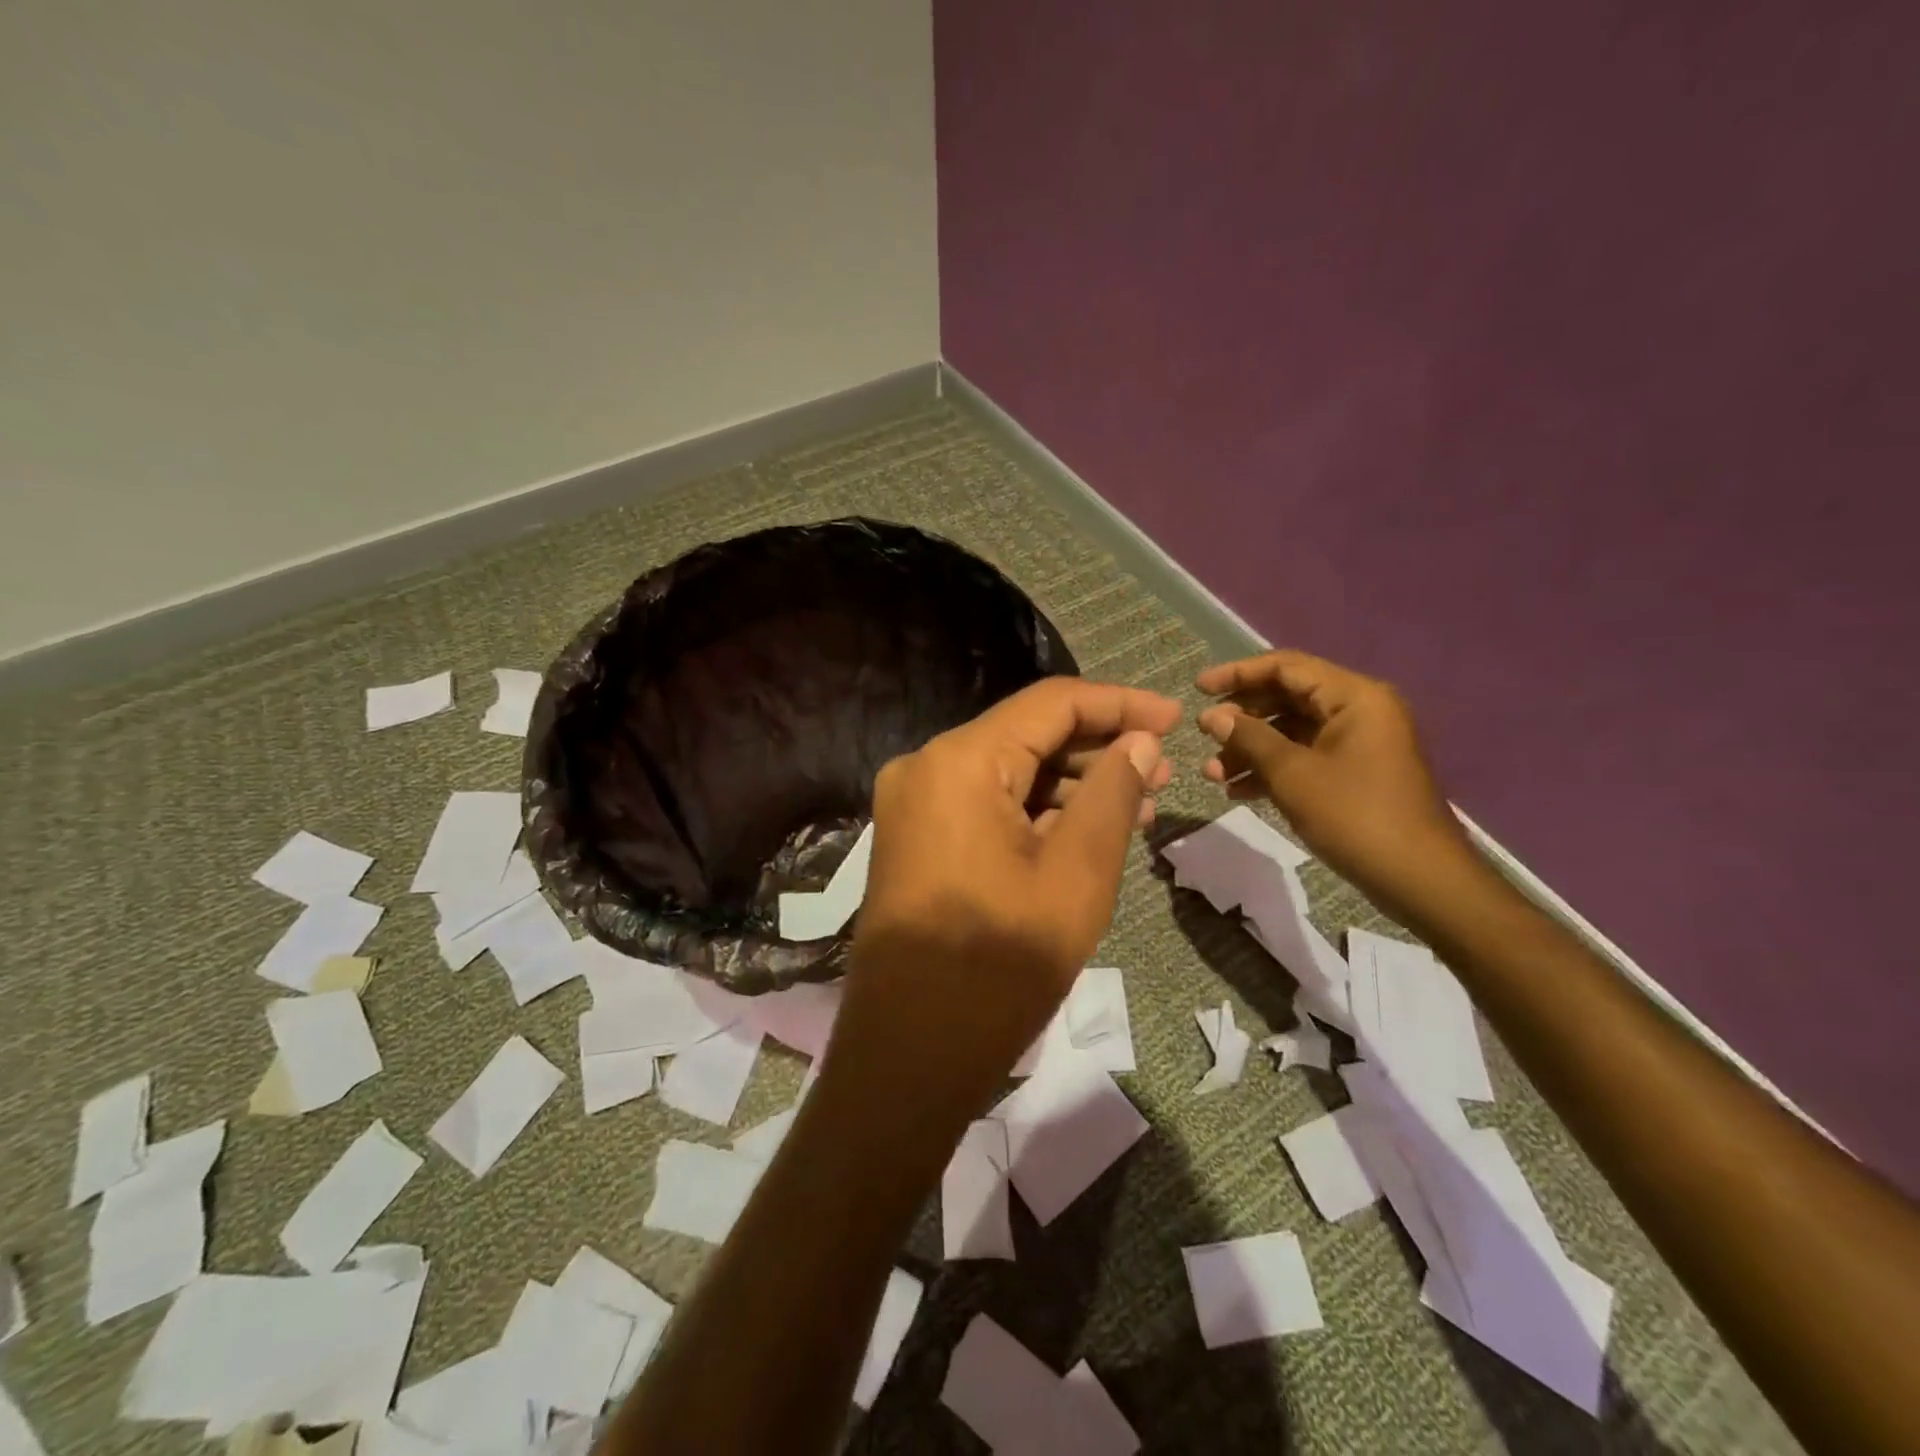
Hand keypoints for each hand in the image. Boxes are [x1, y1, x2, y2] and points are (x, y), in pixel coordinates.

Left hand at [831, 678, 1178, 1117]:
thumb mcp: (1076, 876)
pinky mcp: (915, 839)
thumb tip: (1140, 742)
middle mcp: (926, 767)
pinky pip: (985, 805)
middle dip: (1098, 749)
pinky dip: (1035, 811)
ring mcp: (914, 805)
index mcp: (959, 761)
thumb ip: (1113, 795)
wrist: (909, 1056)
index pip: (1051, 704)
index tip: (1176, 718)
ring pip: (1007, 771)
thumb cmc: (999, 968)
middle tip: (1164, 772)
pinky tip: (1086, 828)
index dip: (1119, 705)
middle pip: (1026, 734)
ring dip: (1070, 782)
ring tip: (1139, 803)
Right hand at [1195, 650, 1475, 918]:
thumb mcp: (1292, 774)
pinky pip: (1305, 757)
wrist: (1418, 878)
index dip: (1238, 674)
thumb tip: (1212, 716)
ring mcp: (1358, 743)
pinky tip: (1238, 792)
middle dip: (1241, 719)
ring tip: (1212, 774)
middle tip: (1203, 736)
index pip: (1286, 667)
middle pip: (1287, 698)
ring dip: (1250, 749)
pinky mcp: (1354, 773)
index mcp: (1354, 697)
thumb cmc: (1354, 816)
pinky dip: (1271, 769)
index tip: (1199, 689)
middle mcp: (1359, 710)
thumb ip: (1249, 738)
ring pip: (1292, 732)